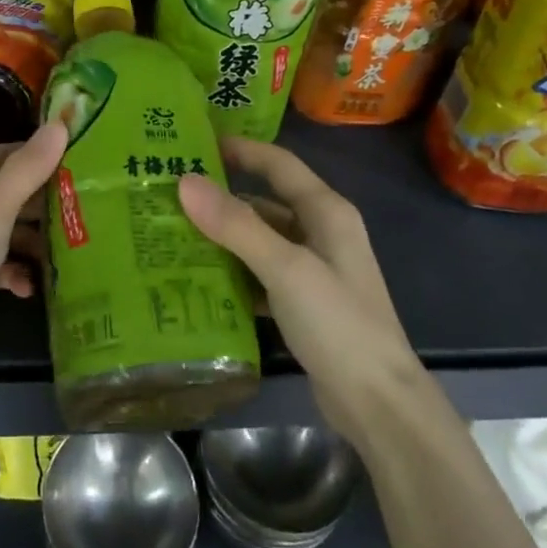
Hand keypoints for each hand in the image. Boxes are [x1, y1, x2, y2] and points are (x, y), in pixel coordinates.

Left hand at [0, 121, 67, 409]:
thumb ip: (25, 172)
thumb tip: (59, 124)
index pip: (3, 156)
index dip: (38, 153)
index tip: (81, 159)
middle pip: (7, 194)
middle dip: (44, 199)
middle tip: (88, 205)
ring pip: (5, 233)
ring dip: (35, 240)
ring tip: (73, 249)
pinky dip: (16, 274)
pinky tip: (33, 289)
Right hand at [178, 137, 420, 440]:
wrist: (377, 403)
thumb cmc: (337, 323)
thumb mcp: (285, 268)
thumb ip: (236, 225)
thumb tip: (186, 181)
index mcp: (326, 212)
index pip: (279, 165)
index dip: (241, 150)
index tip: (195, 144)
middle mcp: (321, 233)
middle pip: (265, 203)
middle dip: (221, 199)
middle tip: (169, 197)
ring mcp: (313, 270)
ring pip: (259, 241)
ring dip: (223, 238)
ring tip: (172, 235)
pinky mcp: (303, 304)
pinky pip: (260, 275)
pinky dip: (233, 273)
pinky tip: (198, 280)